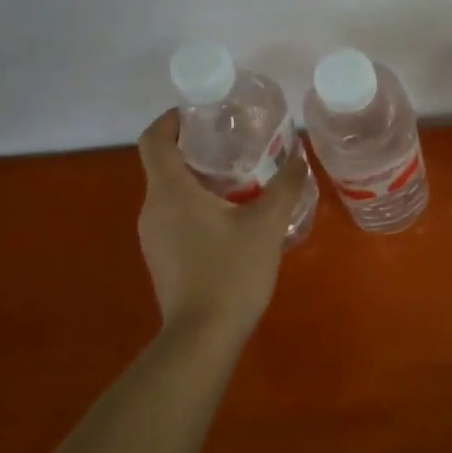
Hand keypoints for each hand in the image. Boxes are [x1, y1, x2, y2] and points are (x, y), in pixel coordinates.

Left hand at [135, 109, 310, 335]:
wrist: (202, 338)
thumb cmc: (230, 272)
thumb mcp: (266, 224)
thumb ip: (285, 186)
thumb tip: (299, 156)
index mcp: (170, 191)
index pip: (154, 139)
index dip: (172, 119)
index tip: (201, 114)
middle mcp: (152, 208)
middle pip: (164, 163)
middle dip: (196, 148)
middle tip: (236, 144)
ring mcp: (153, 236)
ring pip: (171, 192)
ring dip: (199, 179)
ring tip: (242, 179)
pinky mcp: (162, 257)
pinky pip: (175, 216)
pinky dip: (197, 205)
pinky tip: (232, 218)